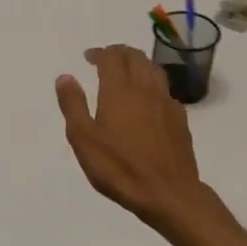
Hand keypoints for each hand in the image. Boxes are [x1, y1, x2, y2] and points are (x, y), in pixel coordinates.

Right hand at [56, 45, 213, 229]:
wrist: (168, 193)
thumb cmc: (119, 167)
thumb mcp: (83, 138)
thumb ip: (73, 105)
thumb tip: (65, 77)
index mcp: (119, 90)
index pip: (111, 57)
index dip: (99, 53)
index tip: (89, 57)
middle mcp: (145, 88)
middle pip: (135, 57)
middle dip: (119, 52)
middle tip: (106, 58)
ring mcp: (166, 103)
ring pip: (154, 70)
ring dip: (138, 63)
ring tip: (128, 71)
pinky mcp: (180, 119)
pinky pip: (165, 90)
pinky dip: (153, 84)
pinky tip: (148, 100)